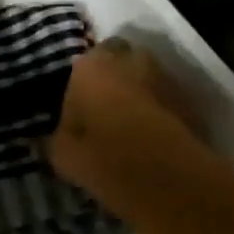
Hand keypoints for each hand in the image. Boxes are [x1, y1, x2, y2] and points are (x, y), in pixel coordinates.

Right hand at [48, 37, 204, 186]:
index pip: (87, 57)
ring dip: (142, 90)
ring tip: (132, 122)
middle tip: (107, 104)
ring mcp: (164, 78)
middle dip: (117, 74)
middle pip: (123, 58)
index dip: (86, 78)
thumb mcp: (61, 153)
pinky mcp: (190, 101)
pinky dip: (162, 110)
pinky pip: (168, 100)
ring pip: (149, 77)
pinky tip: (155, 136)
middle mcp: (129, 61)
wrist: (161, 176)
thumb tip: (43, 140)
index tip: (82, 100)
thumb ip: (53, 139)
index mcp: (91, 65)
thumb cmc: (99, 154)